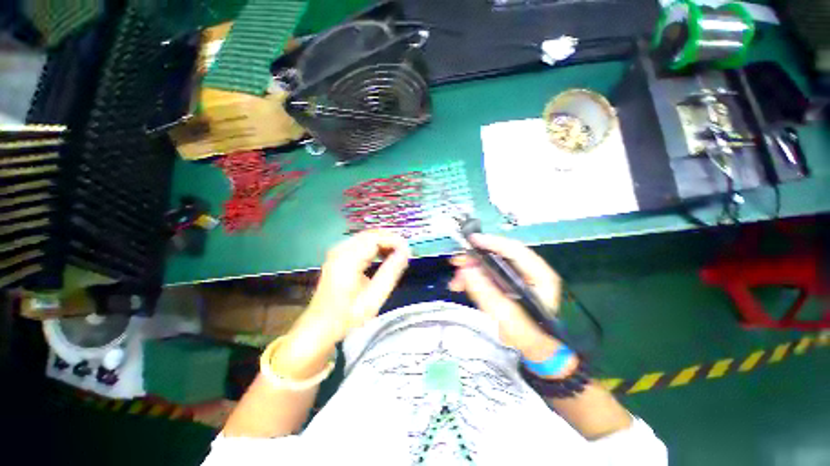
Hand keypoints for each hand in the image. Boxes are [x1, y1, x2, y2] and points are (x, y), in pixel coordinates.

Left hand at [292, 230, 410, 346]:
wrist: (319, 326)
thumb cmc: (347, 316)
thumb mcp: (373, 298)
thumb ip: (390, 273)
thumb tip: (406, 252)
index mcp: (347, 259)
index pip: (375, 238)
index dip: (394, 241)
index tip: (408, 252)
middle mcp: (340, 250)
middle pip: (371, 234)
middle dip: (390, 240)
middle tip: (406, 253)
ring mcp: (337, 252)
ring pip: (366, 237)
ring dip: (384, 243)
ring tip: (398, 256)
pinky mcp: (338, 256)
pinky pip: (361, 244)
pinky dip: (375, 247)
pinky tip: (383, 257)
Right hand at [449, 234, 562, 359]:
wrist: (532, 349)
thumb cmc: (524, 335)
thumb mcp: (504, 315)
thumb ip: (485, 292)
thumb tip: (466, 269)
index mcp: (539, 275)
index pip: (515, 250)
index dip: (492, 242)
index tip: (471, 241)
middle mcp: (529, 271)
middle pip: (500, 255)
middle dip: (476, 258)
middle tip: (457, 262)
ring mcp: (517, 276)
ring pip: (491, 263)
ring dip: (471, 268)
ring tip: (456, 281)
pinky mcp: (507, 281)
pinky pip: (487, 273)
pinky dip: (473, 276)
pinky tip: (461, 284)